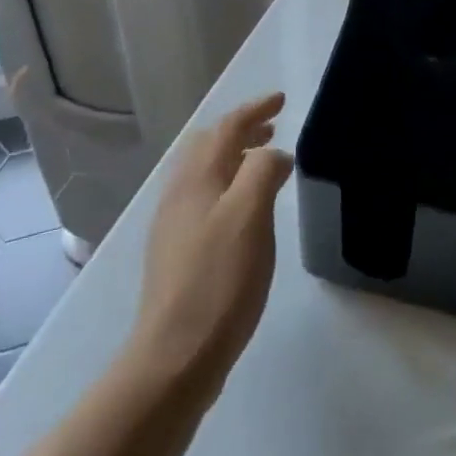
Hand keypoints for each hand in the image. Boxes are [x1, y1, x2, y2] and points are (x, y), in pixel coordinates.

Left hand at [131, 93, 291, 391]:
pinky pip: (203, 198)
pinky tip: (244, 210)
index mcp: (197, 179)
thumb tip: (273, 155)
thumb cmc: (219, 279)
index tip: (281, 99)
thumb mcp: (250, 216)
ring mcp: (174, 225)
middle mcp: (180, 195)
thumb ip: (263, 172)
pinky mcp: (176, 253)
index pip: (226, 127)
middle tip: (272, 127)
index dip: (255, 109)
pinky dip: (227, 185)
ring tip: (262, 162)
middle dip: (240, 130)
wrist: (174, 356)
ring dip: (234, 157)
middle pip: (208, 146)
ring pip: (204, 173)